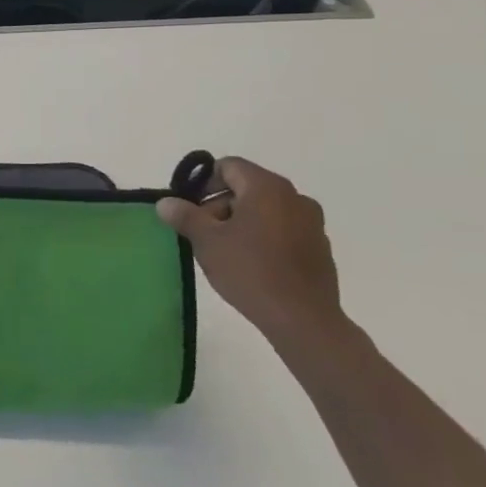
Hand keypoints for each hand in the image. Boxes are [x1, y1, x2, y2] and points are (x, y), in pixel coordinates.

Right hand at [156, 157, 347, 356]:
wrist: (303, 319)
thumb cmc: (250, 271)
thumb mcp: (207, 242)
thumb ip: (185, 216)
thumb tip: (165, 202)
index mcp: (267, 187)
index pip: (229, 166)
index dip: (204, 183)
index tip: (190, 208)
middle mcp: (294, 197)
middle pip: (247, 187)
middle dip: (220, 205)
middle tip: (203, 233)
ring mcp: (312, 222)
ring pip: (266, 209)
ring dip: (242, 221)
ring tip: (226, 251)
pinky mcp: (320, 247)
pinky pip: (284, 229)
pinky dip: (264, 237)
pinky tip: (253, 264)